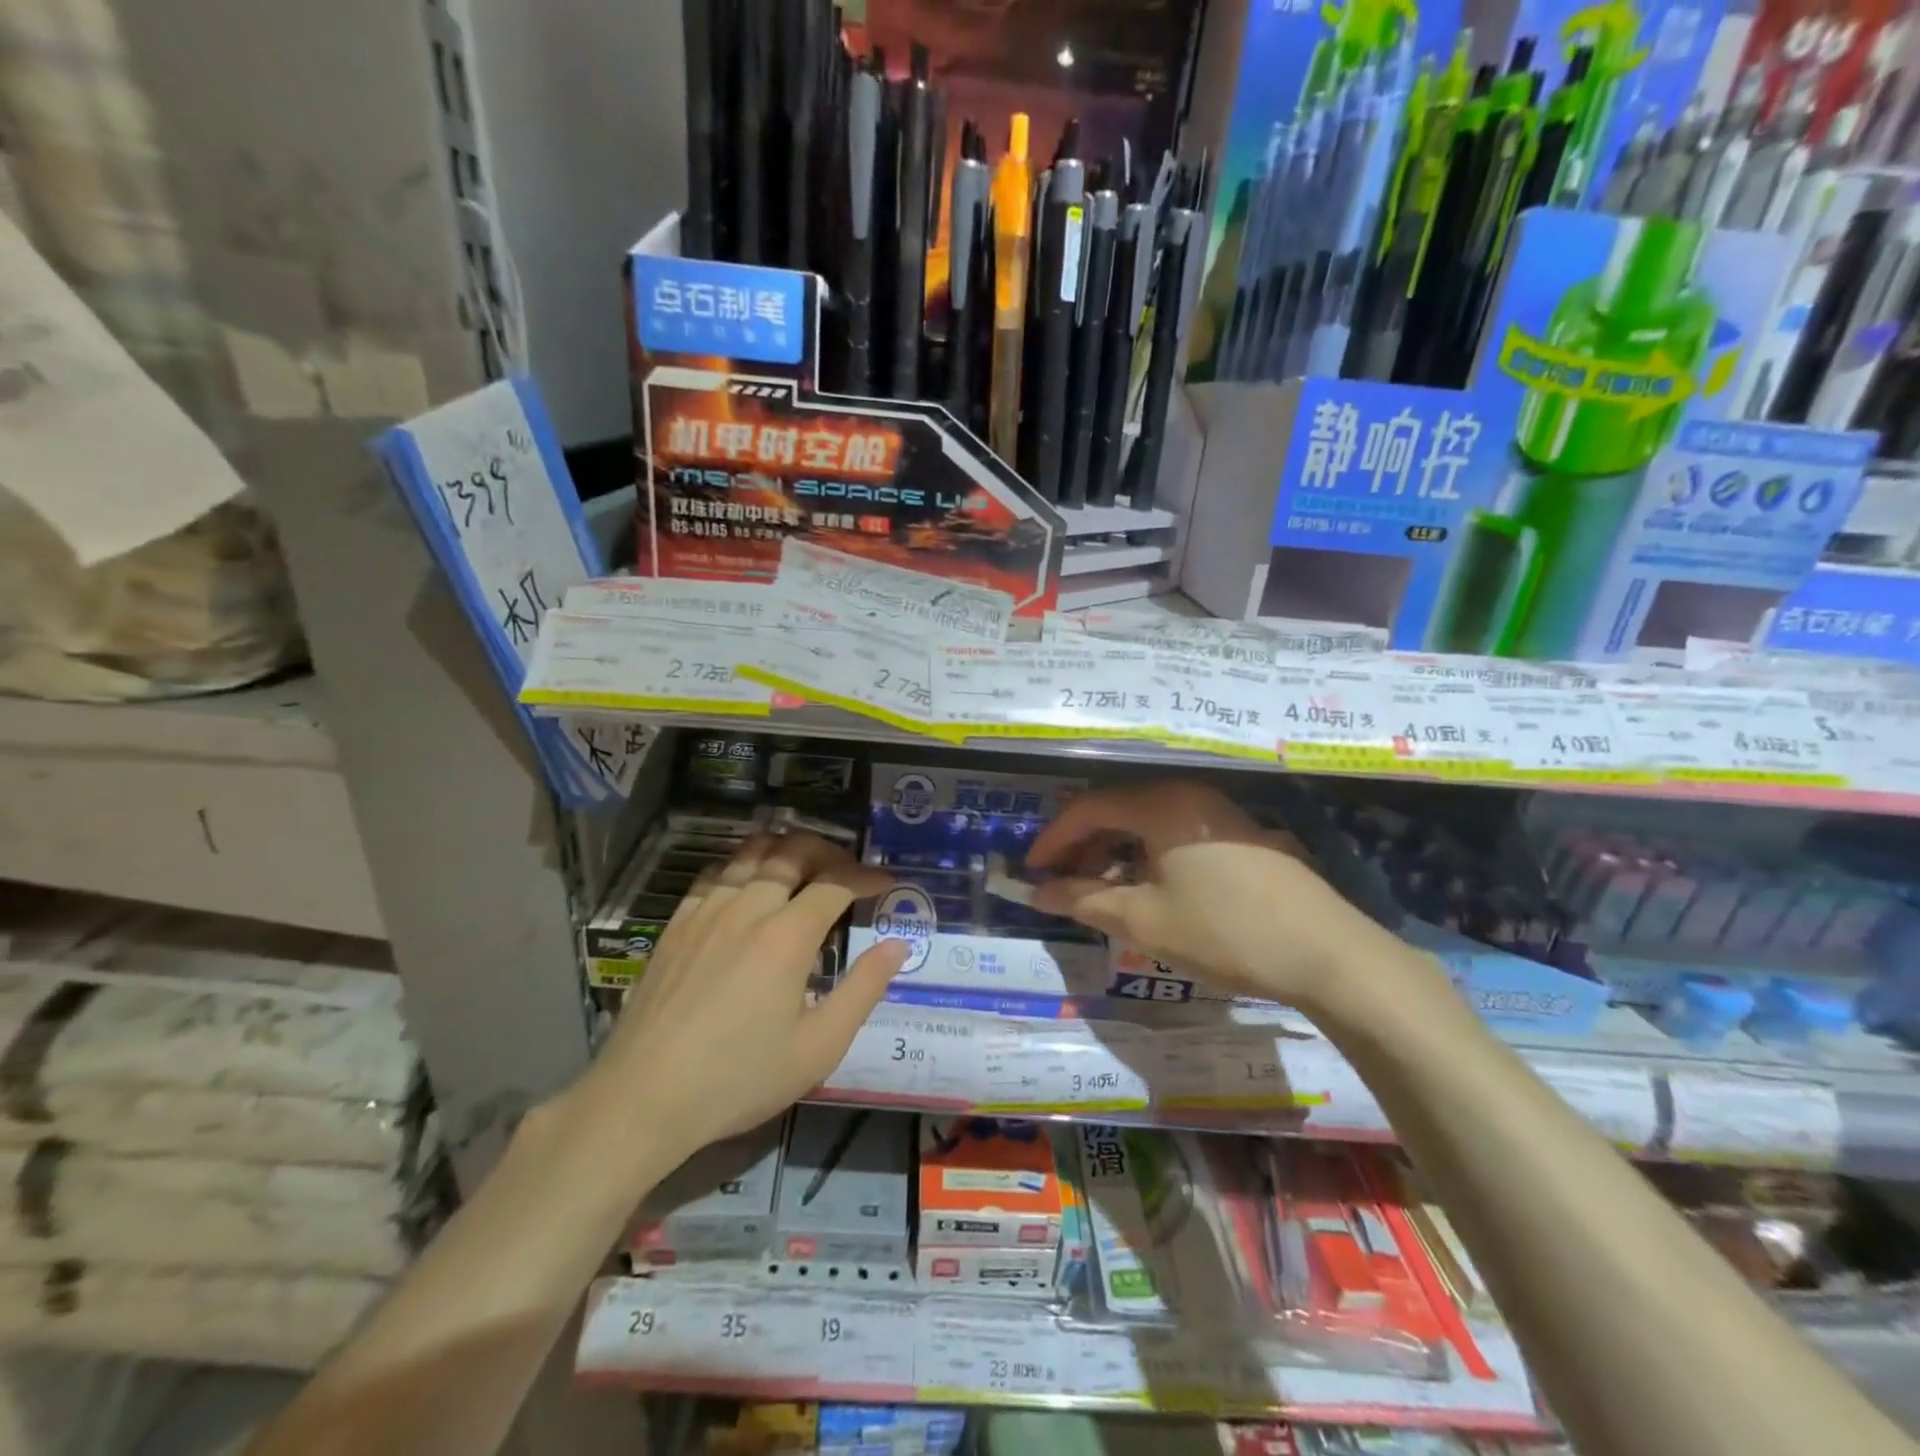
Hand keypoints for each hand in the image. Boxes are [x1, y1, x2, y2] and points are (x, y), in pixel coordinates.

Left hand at [573, 832, 908, 1163]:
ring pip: (750, 853)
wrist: (644, 1097)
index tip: (886, 882)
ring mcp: (706, 911)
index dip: (865, 876)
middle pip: (792, 852)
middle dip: (829, 852)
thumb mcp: (818, 1046)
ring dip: (784, 850)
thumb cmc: (740, 1077)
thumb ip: (864, 989)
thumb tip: (898, 945)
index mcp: (787, 935)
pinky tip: (747, 887)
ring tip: (803, 867)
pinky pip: (715, 874)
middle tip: (847, 870)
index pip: (836, 883)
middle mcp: (748, 907)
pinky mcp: (676, 924)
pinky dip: (742, 866)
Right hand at [1028, 780, 1398, 1014]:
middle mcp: (1188, 796)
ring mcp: (1219, 813)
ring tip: (1099, 892)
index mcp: (1161, 804)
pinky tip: (1145, 890)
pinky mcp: (1240, 836)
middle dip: (1083, 847)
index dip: (1053, 839)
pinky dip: (1147, 857)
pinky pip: (1175, 834)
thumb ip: (1085, 901)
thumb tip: (1039, 894)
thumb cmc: (1225, 930)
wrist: (1328, 954)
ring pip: (1147, 823)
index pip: (1089, 808)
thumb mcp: (1144, 920)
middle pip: (1118, 810)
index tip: (1031, 872)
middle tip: (1062, 885)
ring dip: (1114, 853)